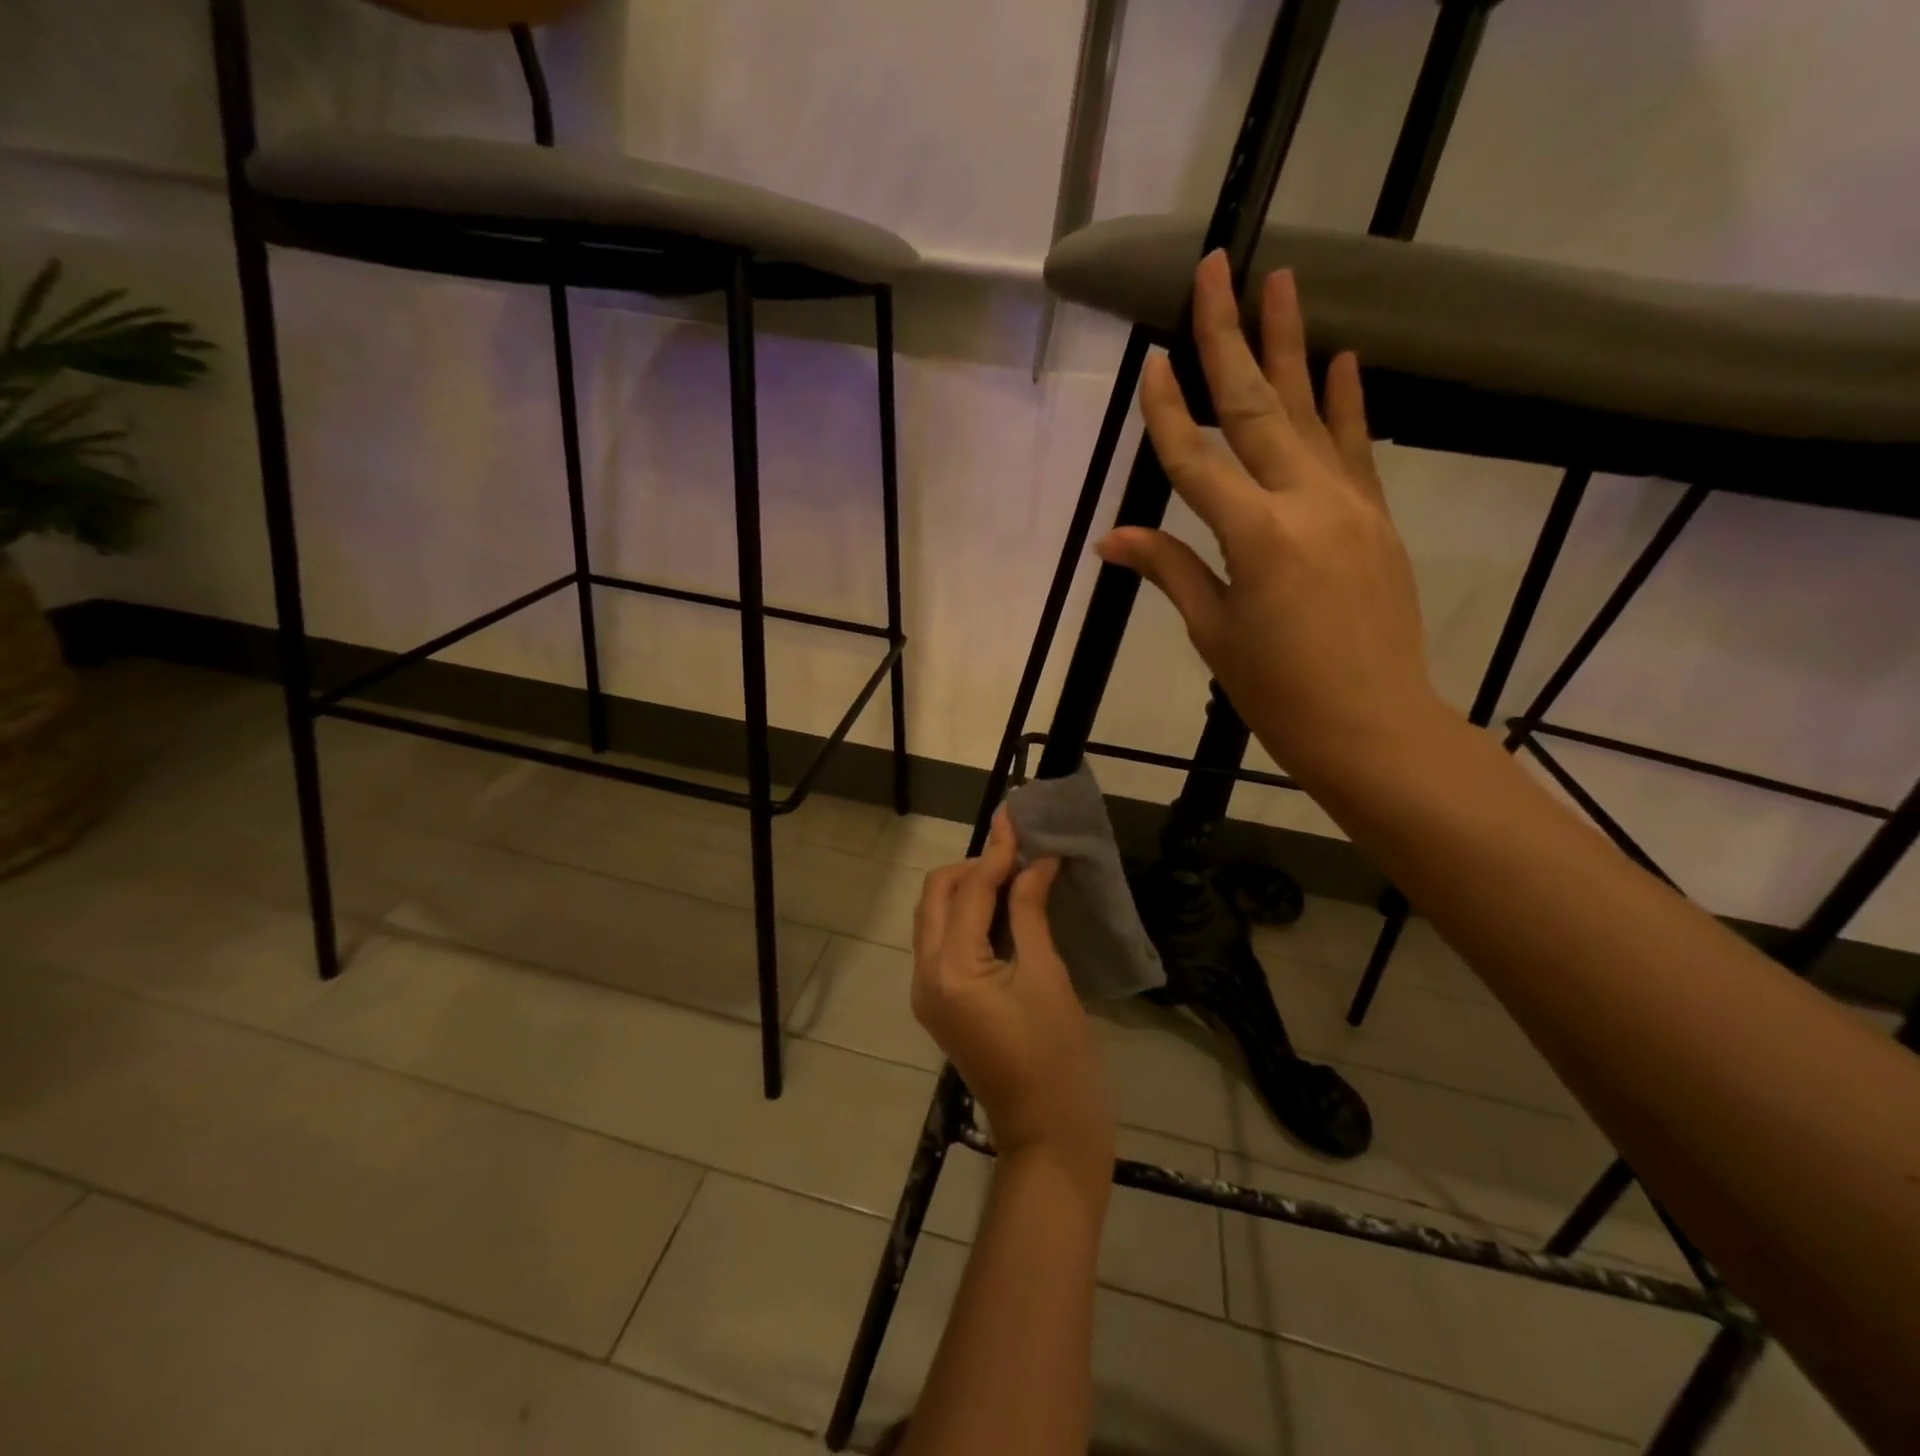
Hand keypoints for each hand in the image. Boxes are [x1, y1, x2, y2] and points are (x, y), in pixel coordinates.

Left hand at [912, 809, 1114, 1181]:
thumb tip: (1036, 861)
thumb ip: (1030, 911)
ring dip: (968, 888)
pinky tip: (1004, 909)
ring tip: (1014, 873)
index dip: (996, 851)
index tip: (1016, 816)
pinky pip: (943, 942)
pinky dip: (968, 917)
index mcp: (950, 969)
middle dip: (973, 866)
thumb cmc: (1057, 1057)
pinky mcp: (940, 1004)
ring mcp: (927, 992)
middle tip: (1018, 851)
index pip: (969, 890)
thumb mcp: (1047, 976)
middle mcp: (925, 975)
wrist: (1048, 1134)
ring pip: (935, 917)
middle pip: (937, 897)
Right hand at [1096, 250, 1443, 793]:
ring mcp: (1350, 504)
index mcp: (1255, 537)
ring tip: (1281, 280)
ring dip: (1292, 344)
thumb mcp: (1214, 632)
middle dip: (1229, 336)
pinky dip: (1348, 402)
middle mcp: (1306, 503)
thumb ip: (1171, 570)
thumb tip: (1114, 539)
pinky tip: (1343, 358)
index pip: (1196, 460)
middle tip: (1218, 267)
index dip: (1167, 412)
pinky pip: (1358, 448)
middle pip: (1258, 408)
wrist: (1374, 725)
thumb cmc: (1279, 691)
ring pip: (1312, 412)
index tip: (1148, 363)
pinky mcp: (1377, 517)